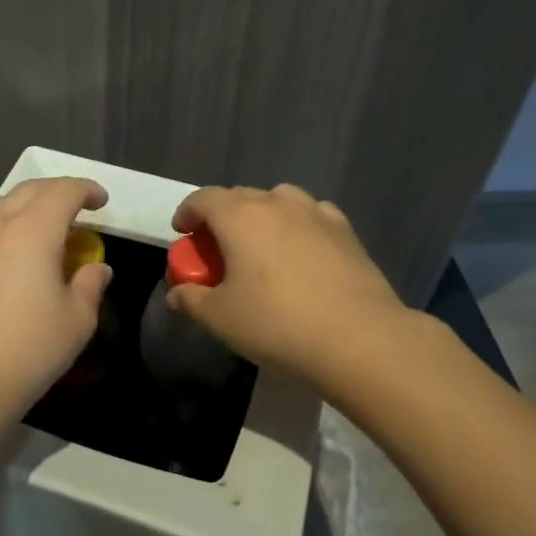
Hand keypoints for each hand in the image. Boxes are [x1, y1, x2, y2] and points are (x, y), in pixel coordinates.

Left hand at [0, 178, 112, 429]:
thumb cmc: (27, 351)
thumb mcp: (76, 321)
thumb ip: (90, 286)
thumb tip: (97, 268)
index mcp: (32, 230)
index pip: (63, 191)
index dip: (86, 189)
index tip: (100, 201)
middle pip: (28, 190)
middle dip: (57, 192)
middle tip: (77, 210)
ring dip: (25, 205)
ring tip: (41, 227)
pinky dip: (1, 229)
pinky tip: (8, 258)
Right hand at [167, 184, 409, 384]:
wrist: (360, 338)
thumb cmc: (278, 324)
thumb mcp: (221, 318)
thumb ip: (191, 300)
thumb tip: (176, 293)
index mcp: (239, 216)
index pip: (203, 198)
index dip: (187, 213)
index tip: (183, 233)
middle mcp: (276, 202)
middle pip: (238, 197)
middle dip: (221, 217)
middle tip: (217, 250)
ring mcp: (315, 212)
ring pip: (277, 200)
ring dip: (261, 216)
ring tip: (260, 247)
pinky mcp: (345, 229)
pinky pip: (310, 215)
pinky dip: (297, 225)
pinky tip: (301, 252)